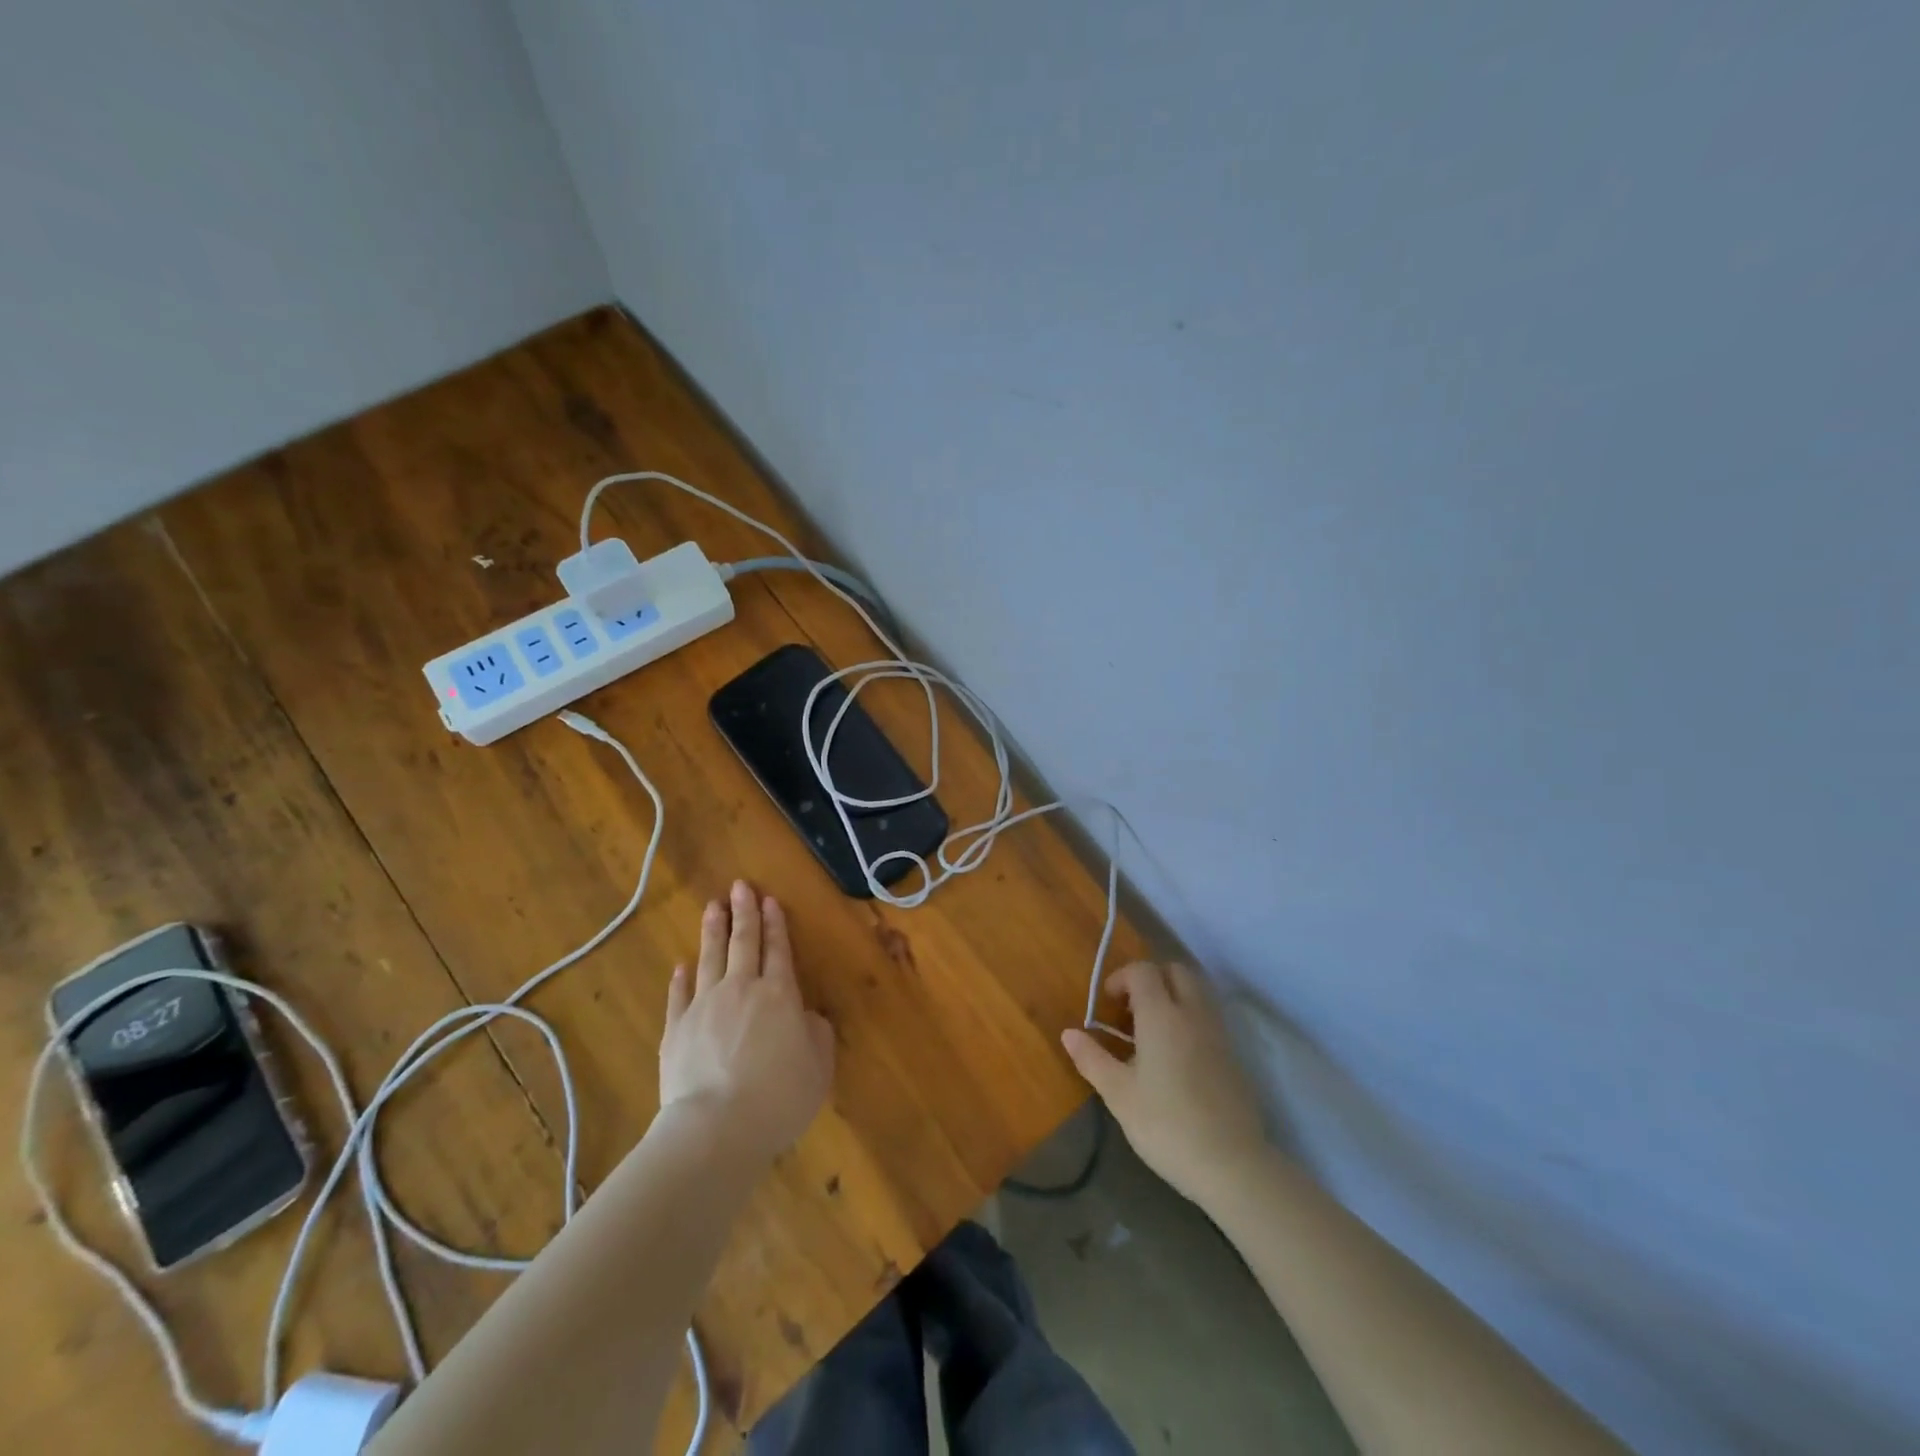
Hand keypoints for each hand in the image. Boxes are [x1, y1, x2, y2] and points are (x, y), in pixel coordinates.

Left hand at [659, 880, 835, 1166]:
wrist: (716, 1127)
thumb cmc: (778, 1097)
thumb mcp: (818, 1067)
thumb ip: (817, 1034)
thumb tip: (807, 1016)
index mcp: (779, 995)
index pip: (778, 950)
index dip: (775, 924)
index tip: (769, 900)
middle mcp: (741, 990)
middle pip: (743, 943)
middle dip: (744, 913)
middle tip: (740, 886)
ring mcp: (704, 1007)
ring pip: (710, 958)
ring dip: (713, 930)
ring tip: (713, 906)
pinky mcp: (676, 1030)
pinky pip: (679, 995)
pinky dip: (682, 978)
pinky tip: (683, 965)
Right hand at [1062, 962, 1268, 1207]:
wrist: (1232, 1164)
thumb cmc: (1166, 1125)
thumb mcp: (1119, 1095)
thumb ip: (1092, 1059)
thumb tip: (1068, 1033)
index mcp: (1161, 1015)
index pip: (1143, 971)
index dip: (1121, 978)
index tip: (1107, 1005)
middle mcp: (1192, 1013)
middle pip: (1175, 970)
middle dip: (1150, 979)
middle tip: (1130, 1010)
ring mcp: (1218, 1032)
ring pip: (1195, 991)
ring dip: (1172, 995)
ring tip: (1151, 1031)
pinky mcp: (1233, 1054)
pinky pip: (1208, 1016)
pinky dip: (1189, 1017)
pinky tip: (1175, 1055)